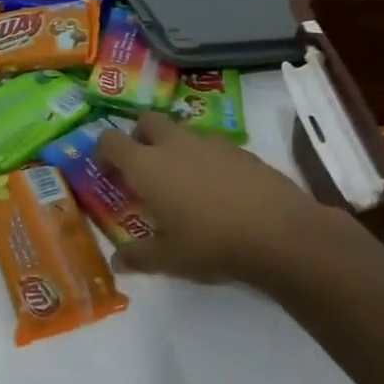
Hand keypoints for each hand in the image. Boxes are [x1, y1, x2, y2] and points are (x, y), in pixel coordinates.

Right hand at [95, 111, 352, 283]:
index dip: (103, 152)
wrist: (281, 234)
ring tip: (184, 183)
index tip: (107, 171)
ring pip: (182, 132)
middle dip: (139, 137)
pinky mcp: (242, 150)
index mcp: (147, 165)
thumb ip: (139, 256)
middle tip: (144, 168)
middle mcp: (174, 144)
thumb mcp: (169, 259)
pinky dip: (207, 160)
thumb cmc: (211, 244)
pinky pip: (213, 146)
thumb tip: (117, 262)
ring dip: (175, 147)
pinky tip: (220, 191)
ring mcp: (210, 143)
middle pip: (146, 121)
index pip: (110, 140)